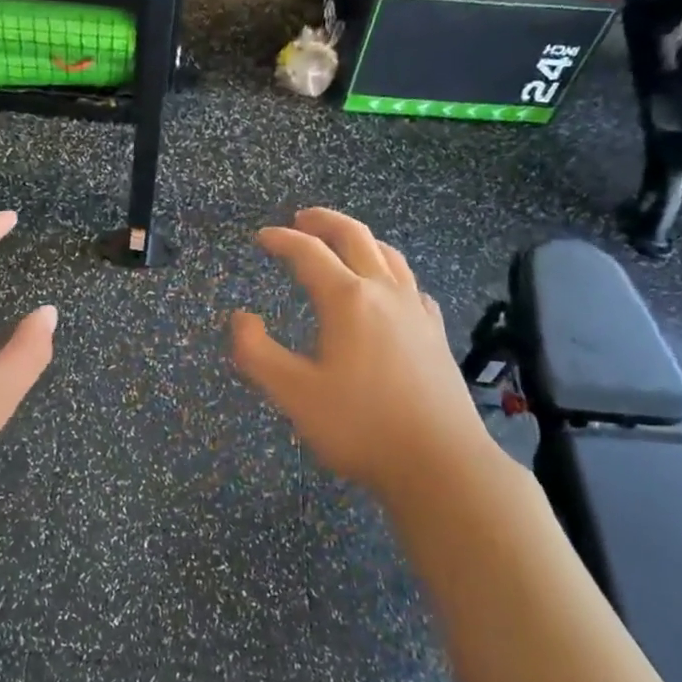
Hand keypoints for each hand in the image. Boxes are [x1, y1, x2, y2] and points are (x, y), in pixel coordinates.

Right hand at [230, 208, 497, 499]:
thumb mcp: (293, 394)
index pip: (309, 253)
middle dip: (324, 222)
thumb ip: (256, 353)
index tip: (262, 237)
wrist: (440, 463)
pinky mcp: (435, 333)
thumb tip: (241, 318)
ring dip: (360, 239)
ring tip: (342, 241)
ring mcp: (416, 311)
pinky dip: (389, 270)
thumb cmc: (360, 427)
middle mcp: (384, 293)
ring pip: (388, 255)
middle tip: (301, 218)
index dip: (282, 240)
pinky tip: (388, 288)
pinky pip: (410, 283)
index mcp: (347, 300)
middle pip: (355, 237)